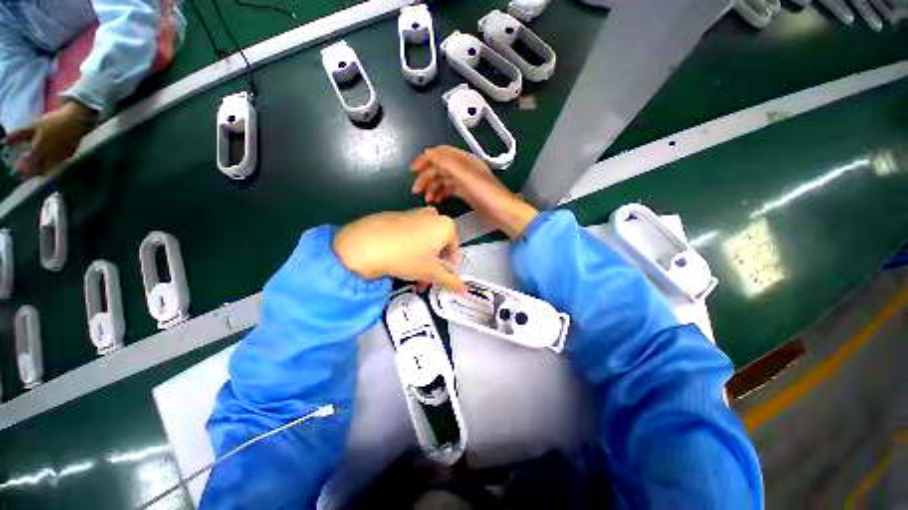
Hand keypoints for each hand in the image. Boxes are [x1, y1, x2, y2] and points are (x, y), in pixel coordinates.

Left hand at [3, 101, 96, 176]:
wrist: (76, 121)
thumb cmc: (53, 122)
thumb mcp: (34, 126)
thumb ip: (20, 135)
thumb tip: (4, 142)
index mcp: (39, 149)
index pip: (28, 163)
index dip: (22, 168)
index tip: (16, 170)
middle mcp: (50, 156)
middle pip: (39, 169)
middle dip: (32, 172)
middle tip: (25, 172)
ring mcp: (61, 157)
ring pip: (49, 169)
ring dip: (41, 170)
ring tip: (36, 167)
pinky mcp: (68, 155)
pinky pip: (58, 163)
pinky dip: (52, 165)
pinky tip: (50, 161)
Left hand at [333, 207, 465, 292]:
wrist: (364, 244)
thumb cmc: (406, 257)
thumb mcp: (430, 272)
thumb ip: (450, 281)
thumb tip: (466, 292)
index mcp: (446, 225)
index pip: (454, 252)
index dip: (449, 270)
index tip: (440, 281)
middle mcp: (433, 216)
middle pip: (438, 247)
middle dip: (433, 267)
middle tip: (424, 281)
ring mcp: (413, 213)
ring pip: (424, 242)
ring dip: (421, 260)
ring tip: (410, 275)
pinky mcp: (396, 216)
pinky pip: (410, 235)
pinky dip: (409, 248)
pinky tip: (397, 259)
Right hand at [411, 146, 537, 238]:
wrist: (502, 212)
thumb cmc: (485, 193)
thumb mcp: (465, 175)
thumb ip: (447, 163)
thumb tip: (429, 153)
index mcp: (464, 160)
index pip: (440, 153)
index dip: (425, 159)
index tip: (413, 170)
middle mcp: (463, 168)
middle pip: (439, 168)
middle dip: (426, 177)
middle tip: (415, 190)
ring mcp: (464, 181)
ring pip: (443, 180)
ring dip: (432, 187)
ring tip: (426, 200)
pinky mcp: (466, 193)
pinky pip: (448, 190)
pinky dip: (440, 194)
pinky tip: (435, 201)